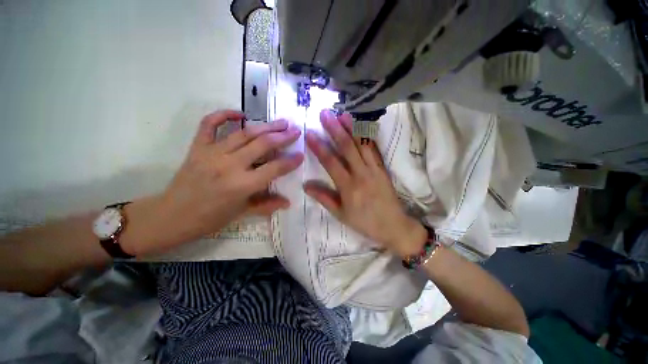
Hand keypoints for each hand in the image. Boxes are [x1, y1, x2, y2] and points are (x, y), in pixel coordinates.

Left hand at [132, 110, 302, 254]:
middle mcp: (229, 166)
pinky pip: (209, 124)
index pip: (274, 168)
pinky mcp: (198, 147)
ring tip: (280, 122)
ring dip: (265, 126)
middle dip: (282, 136)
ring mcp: (212, 153)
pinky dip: (224, 114)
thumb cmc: (210, 218)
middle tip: (295, 130)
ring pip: (244, 133)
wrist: (171, 215)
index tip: (301, 154)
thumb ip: (267, 205)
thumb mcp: (241, 213)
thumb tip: (288, 202)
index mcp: (242, 185)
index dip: (290, 161)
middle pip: (262, 145)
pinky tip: (240, 114)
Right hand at [304, 110, 425, 257]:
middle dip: (335, 129)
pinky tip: (361, 126)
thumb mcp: (341, 214)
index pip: (331, 162)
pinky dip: (367, 136)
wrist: (394, 225)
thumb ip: (324, 198)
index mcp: (348, 187)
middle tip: (325, 114)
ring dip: (352, 128)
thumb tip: (306, 186)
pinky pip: (374, 149)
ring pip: (362, 144)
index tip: (310, 133)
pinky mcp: (383, 168)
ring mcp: (374, 169)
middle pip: (347, 147)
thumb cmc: (364, 222)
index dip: (319, 147)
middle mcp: (361, 174)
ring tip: (342, 114)